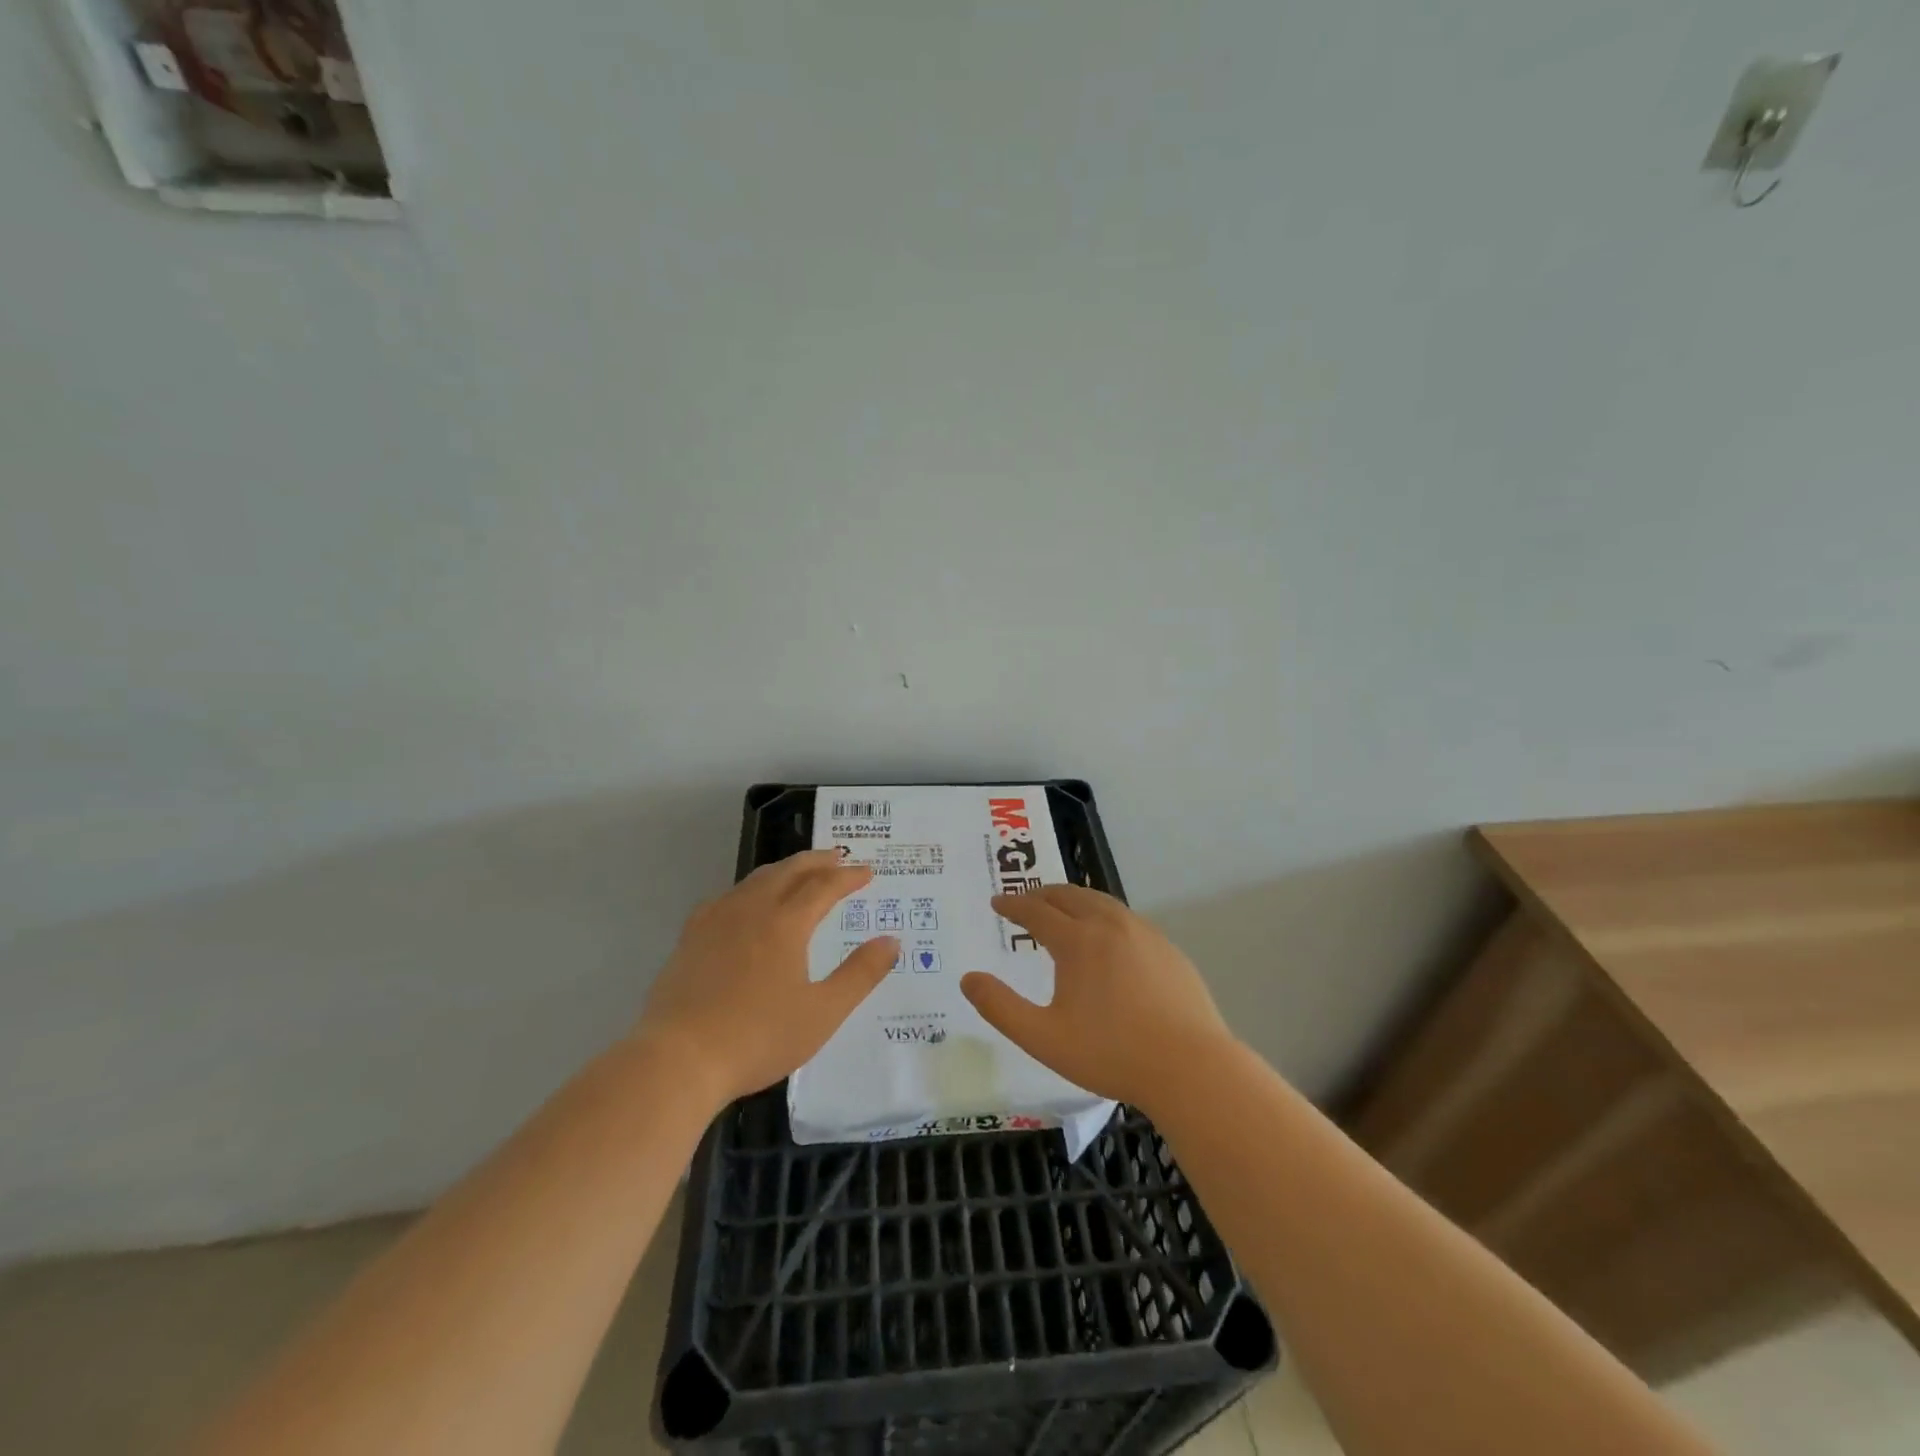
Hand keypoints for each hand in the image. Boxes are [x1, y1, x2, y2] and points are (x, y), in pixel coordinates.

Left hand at [637, 849, 897, 1107]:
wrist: (678, 1059)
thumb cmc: (758, 1037)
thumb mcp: (823, 1012)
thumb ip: (860, 974)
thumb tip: (891, 941)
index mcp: (786, 923)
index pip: (824, 887)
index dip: (848, 877)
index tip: (867, 872)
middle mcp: (751, 909)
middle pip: (788, 871)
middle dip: (817, 861)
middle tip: (838, 857)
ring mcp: (716, 920)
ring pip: (756, 879)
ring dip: (784, 869)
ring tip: (798, 872)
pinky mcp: (691, 937)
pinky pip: (727, 897)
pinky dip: (750, 888)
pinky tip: (745, 903)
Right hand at [961, 884, 1234, 1111]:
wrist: (1191, 1068)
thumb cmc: (1111, 1053)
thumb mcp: (1043, 1037)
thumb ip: (1000, 1007)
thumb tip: (968, 979)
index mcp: (1078, 941)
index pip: (1036, 911)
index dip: (1013, 905)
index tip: (997, 902)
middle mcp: (1110, 925)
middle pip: (1070, 896)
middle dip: (1042, 894)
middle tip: (1025, 901)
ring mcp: (1144, 934)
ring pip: (1101, 902)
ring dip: (1075, 900)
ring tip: (1062, 910)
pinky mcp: (1168, 950)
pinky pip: (1127, 919)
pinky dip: (1104, 916)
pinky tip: (1107, 938)